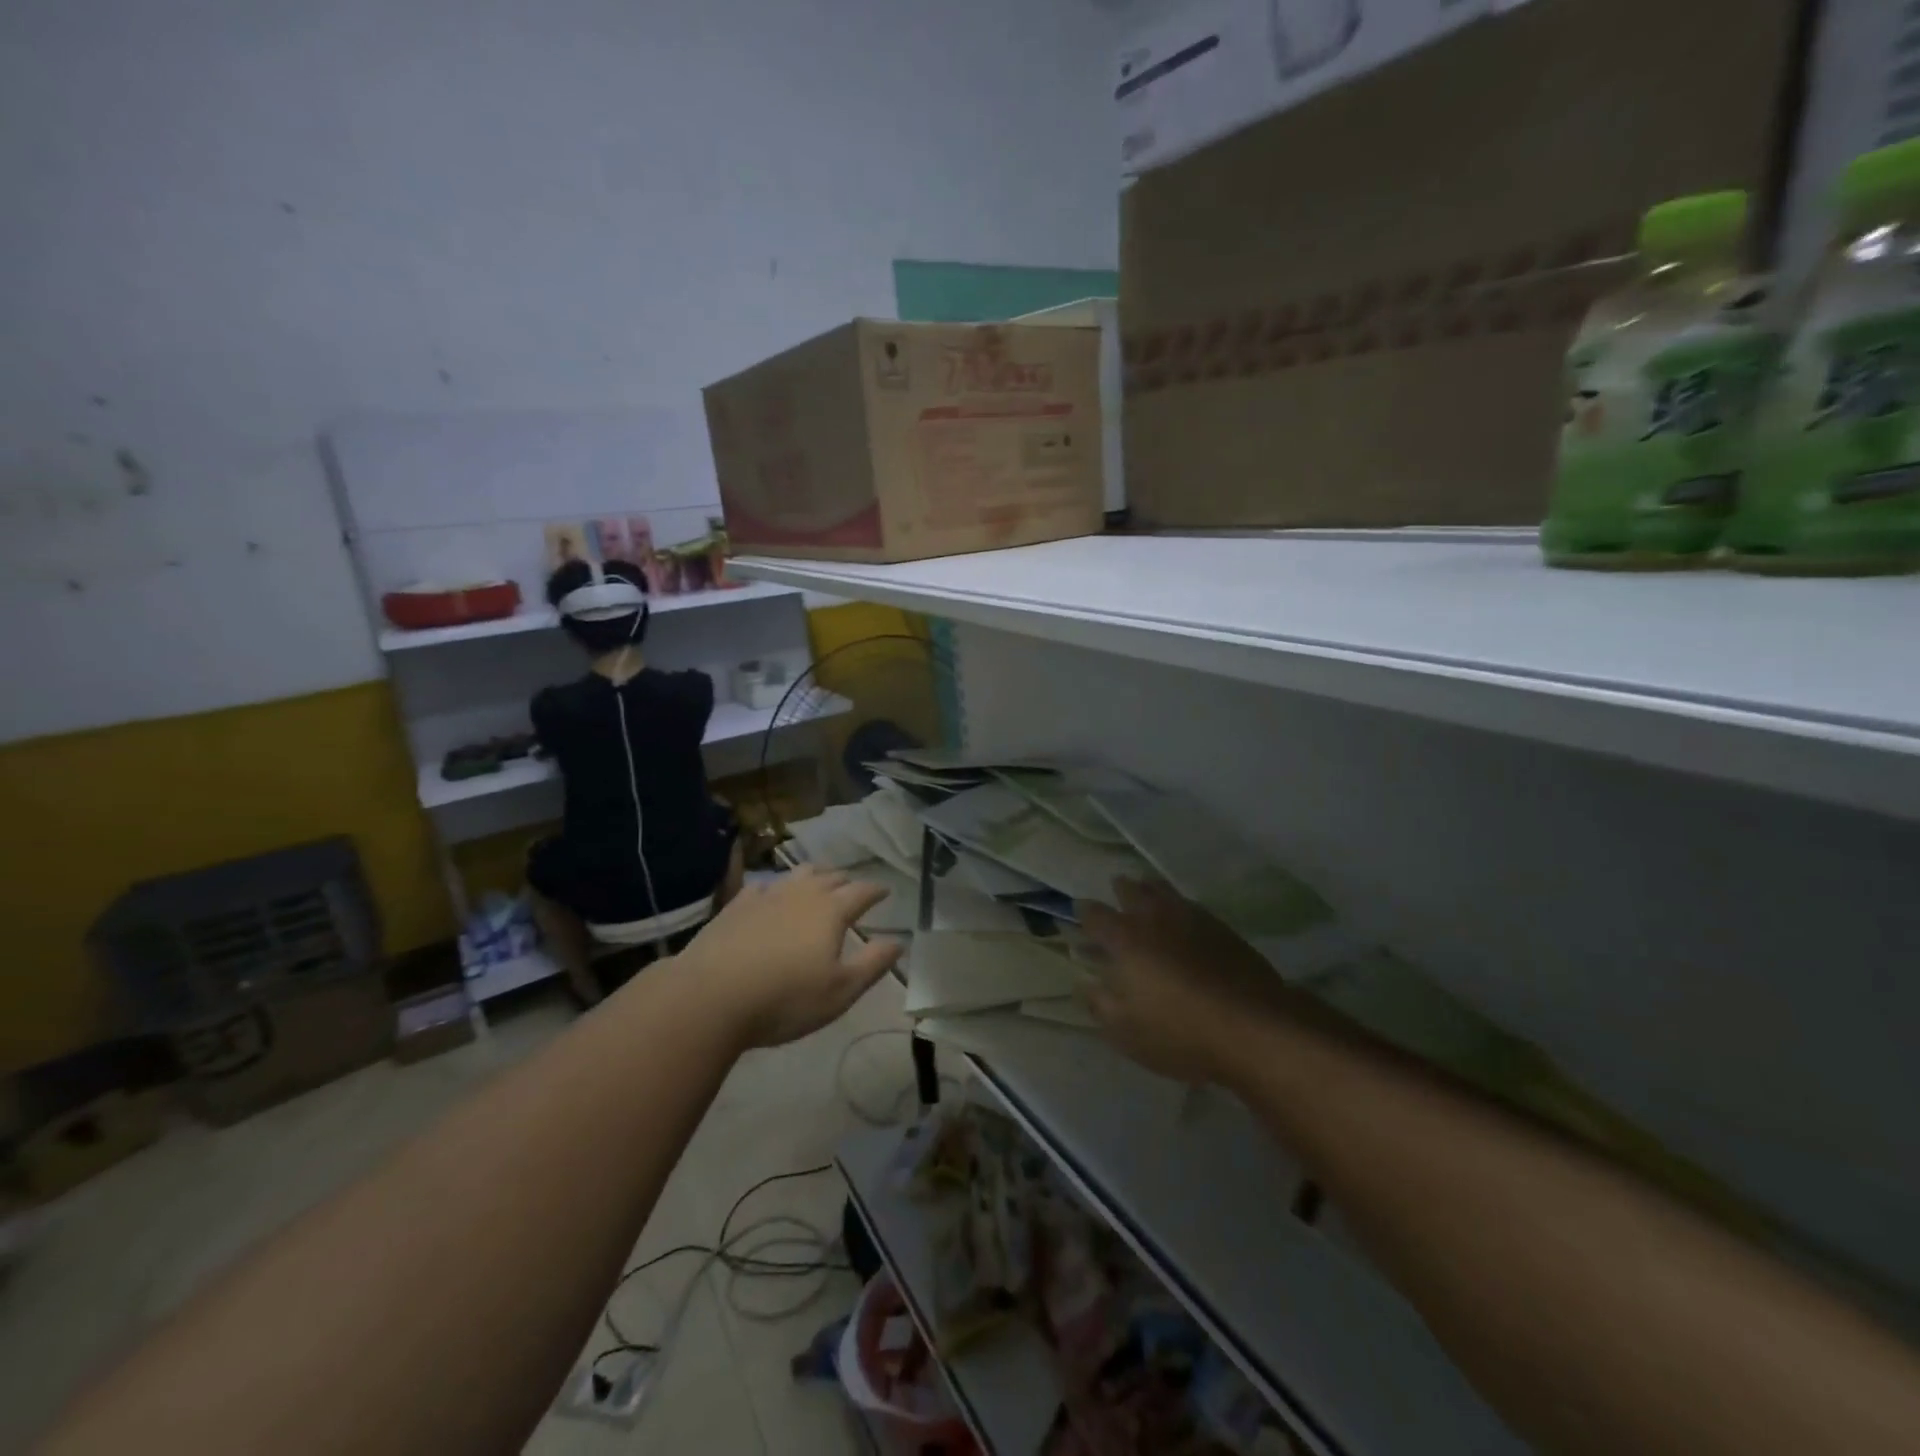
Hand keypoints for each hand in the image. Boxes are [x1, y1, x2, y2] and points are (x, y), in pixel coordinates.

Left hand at [673, 866, 903, 1048]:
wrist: (710, 996)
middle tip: (852, 887)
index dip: (876, 891)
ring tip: (818, 882)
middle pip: (829, 877)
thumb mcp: (840, 992)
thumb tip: (899, 942)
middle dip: (845, 880)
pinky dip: (776, 887)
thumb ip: (873, 964)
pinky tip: (770, 894)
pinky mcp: (736, 906)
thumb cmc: (785, 999)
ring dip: (813, 876)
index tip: (885, 891)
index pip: (861, 891)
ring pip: (796, 875)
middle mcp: (802, 894)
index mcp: (831, 911)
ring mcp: (766, 896)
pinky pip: (763, 886)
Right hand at [1077, 879, 1295, 1085]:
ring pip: (1165, 891)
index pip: (1096, 916)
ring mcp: (1192, 919)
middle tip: (1117, 888)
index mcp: (1125, 940)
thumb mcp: (1125, 1031)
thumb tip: (1084, 983)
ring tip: (1147, 890)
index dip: (1084, 912)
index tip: (1080, 911)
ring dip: (1151, 888)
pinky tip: (1183, 915)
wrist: (1253, 1028)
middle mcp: (1155, 919)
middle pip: (1133, 891)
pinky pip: (1191, 905)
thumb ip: (1099, 1004)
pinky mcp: (1222, 928)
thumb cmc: (1179, 1033)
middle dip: (1121, 889)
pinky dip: (1179, 904)